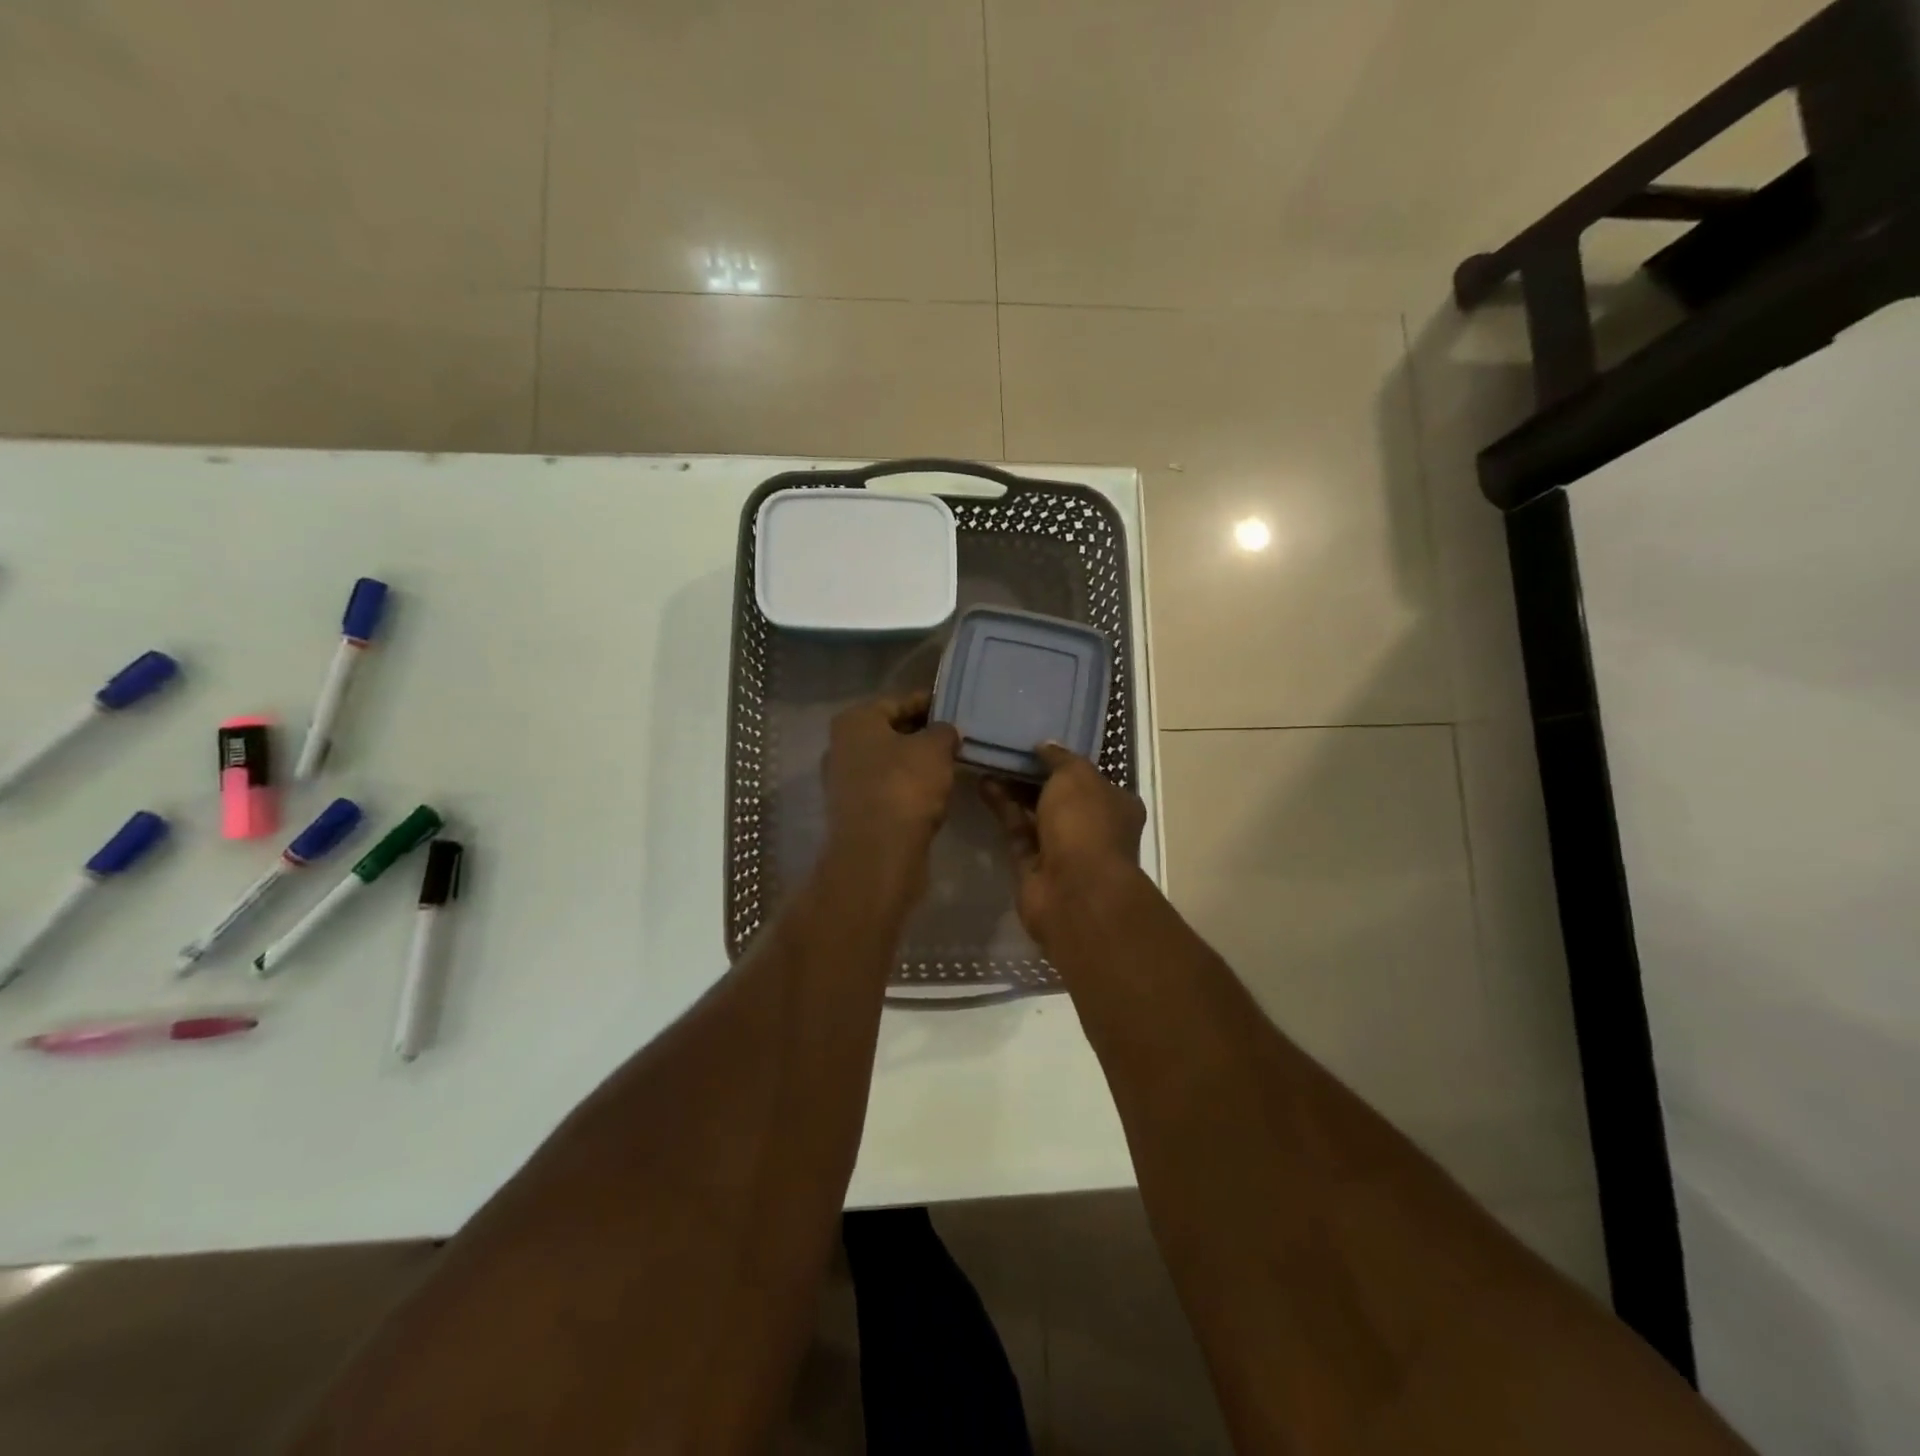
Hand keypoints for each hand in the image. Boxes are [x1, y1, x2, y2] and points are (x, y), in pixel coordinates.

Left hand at [823, 692, 959, 872]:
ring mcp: (843, 783)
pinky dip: (907, 791)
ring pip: (888, 765)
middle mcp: (841, 748)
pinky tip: (932, 797)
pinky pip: (887, 792)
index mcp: (854, 721)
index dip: (928, 704)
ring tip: (949, 767)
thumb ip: (944, 732)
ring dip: (915, 765)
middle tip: (955, 740)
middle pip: (890, 733)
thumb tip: (944, 732)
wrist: (878, 853)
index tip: (954, 710)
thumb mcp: (935, 748)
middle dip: (922, 736)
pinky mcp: (854, 814)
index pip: (897, 702)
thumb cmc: (905, 785)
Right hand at [983, 744, 1145, 945]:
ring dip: (1013, 790)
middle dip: (1034, 775)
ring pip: (1035, 814)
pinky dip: (1002, 809)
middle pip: (1060, 796)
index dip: (1063, 761)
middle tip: (1005, 750)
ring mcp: (1063, 850)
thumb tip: (1045, 746)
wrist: (1075, 892)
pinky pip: (1017, 831)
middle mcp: (1093, 827)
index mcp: (1116, 804)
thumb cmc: (1086, 824)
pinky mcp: (1034, 867)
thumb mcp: (1076, 775)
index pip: (1089, 777)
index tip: (1035, 744)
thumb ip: (1060, 758)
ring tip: (988, 761)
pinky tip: (983, 785)